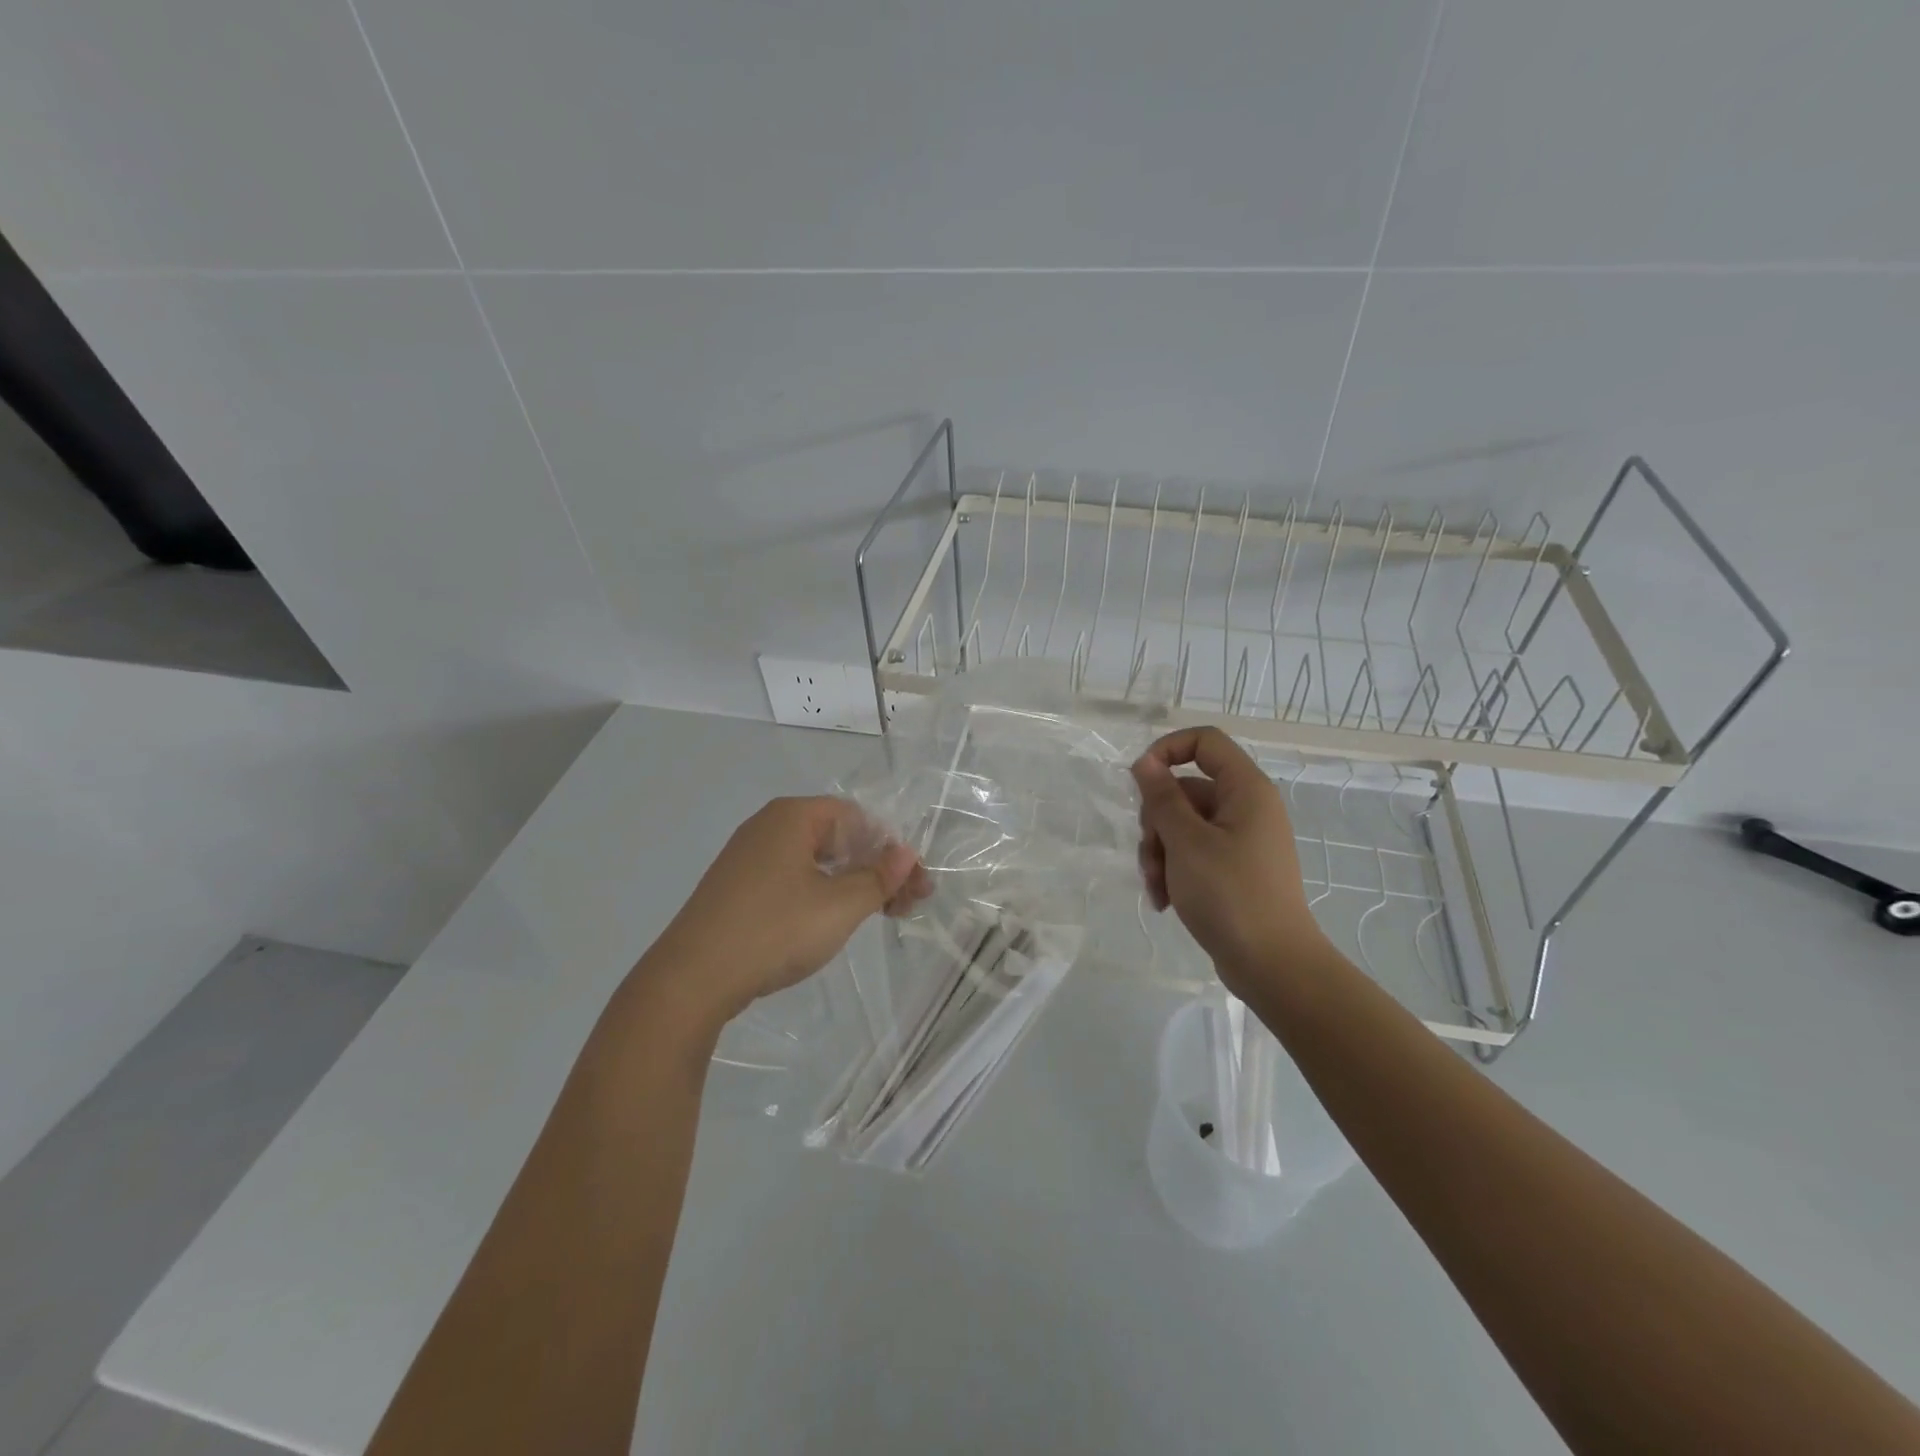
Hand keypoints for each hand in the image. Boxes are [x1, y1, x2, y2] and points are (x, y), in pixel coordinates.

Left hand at [649, 796, 928, 1023]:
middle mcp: (769, 826)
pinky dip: (820, 893)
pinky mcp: (736, 887)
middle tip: (903, 906)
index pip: (858, 818)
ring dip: (851, 884)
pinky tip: (829, 921)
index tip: (914, 887)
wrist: (692, 978)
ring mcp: (748, 857)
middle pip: (838, 837)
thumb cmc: (775, 930)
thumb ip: (879, 877)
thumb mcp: (839, 905)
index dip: (892, 850)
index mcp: (793, 816)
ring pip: (815, 860)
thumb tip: (906, 852)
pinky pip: (791, 878)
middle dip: (876, 868)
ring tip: (875, 916)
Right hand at [1132, 727, 1330, 995]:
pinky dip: (1175, 870)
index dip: (1167, 750)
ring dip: (1160, 852)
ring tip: (1157, 888)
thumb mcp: (1186, 842)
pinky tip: (1165, 901)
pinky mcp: (1234, 868)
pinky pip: (1194, 852)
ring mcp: (1241, 840)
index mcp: (1246, 789)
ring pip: (1183, 825)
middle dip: (1157, 822)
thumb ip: (1162, 798)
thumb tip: (1146, 762)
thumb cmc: (1230, 895)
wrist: (1273, 965)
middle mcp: (1246, 807)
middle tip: (1151, 856)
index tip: (1140, 780)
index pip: (1204, 741)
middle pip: (1186, 789)